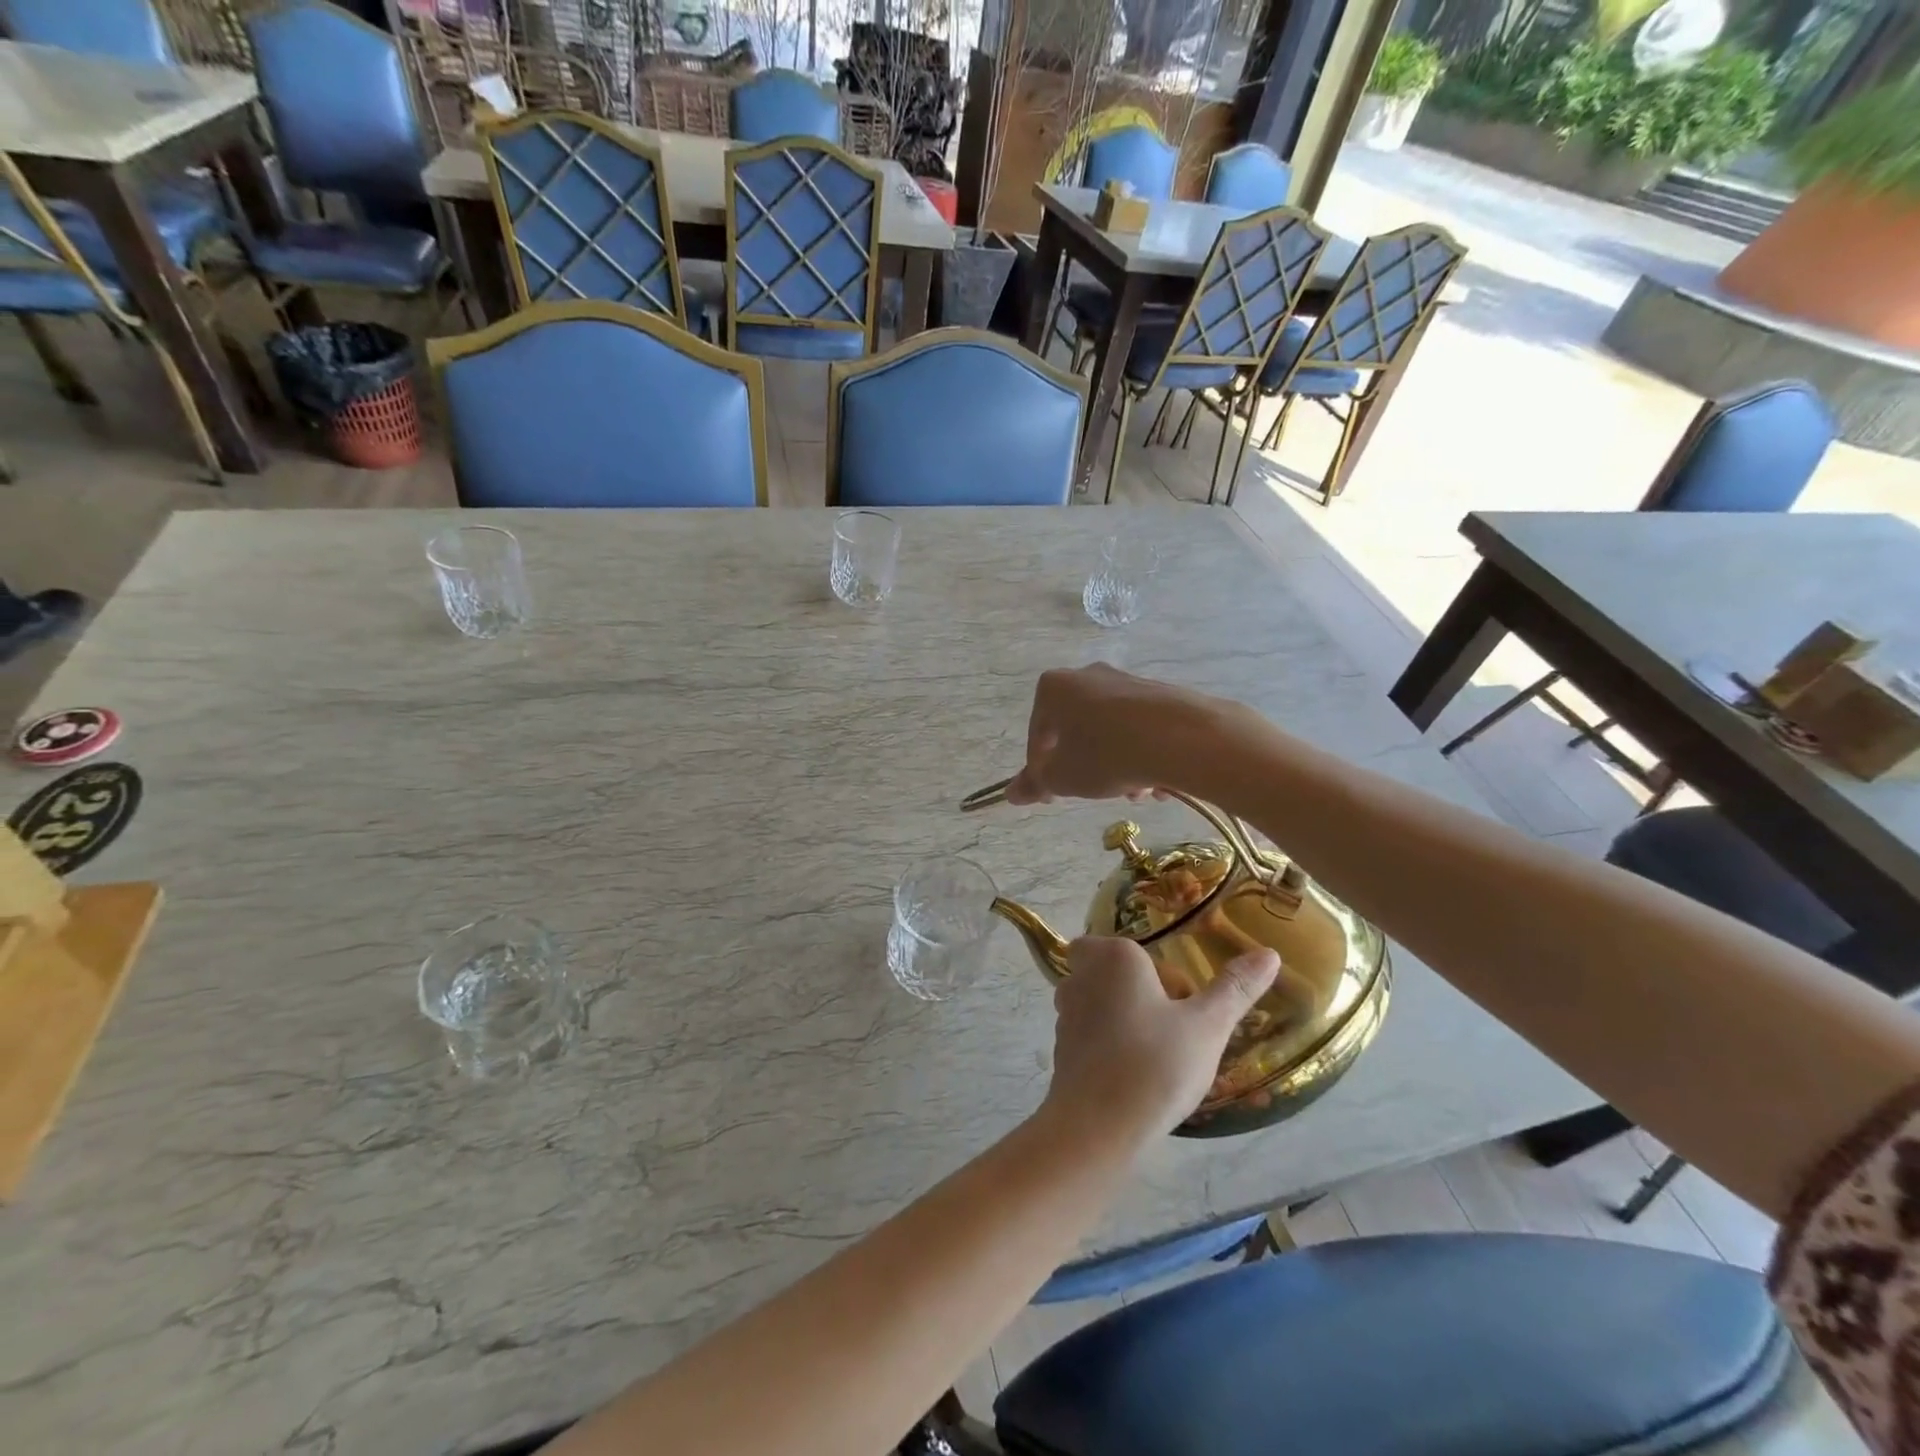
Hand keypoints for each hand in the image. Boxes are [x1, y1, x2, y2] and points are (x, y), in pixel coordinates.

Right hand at [1005, 665, 1224, 805]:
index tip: (1052, 796)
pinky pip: (1139, 729)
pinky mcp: (1161, 693)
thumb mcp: (1063, 778)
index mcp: (1054, 688)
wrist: (1182, 738)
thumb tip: (1011, 793)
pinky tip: (1155, 780)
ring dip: (1115, 765)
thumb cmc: (1106, 755)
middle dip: (1084, 766)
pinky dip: (1141, 754)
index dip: (1041, 771)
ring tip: (1132, 793)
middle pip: (1075, 731)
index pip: (1037, 736)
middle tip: (1094, 793)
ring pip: (1110, 733)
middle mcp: (1088, 675)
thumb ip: (1035, 784)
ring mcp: (1127, 682)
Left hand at [1043, 936, 1280, 1143]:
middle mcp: (1081, 976)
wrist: (1097, 1126)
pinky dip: (1109, 1045)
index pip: (1130, 946)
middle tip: (1173, 1025)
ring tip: (1159, 1052)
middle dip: (1140, 991)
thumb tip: (1268, 953)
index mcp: (1113, 957)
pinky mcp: (1059, 1048)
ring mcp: (1064, 1012)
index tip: (1182, 1000)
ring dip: (1124, 1018)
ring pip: (1099, 1002)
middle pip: (1111, 971)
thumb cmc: (1155, 1064)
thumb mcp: (1207, 1026)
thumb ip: (1235, 988)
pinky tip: (1135, 1074)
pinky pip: (1089, 1034)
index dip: (1155, 970)